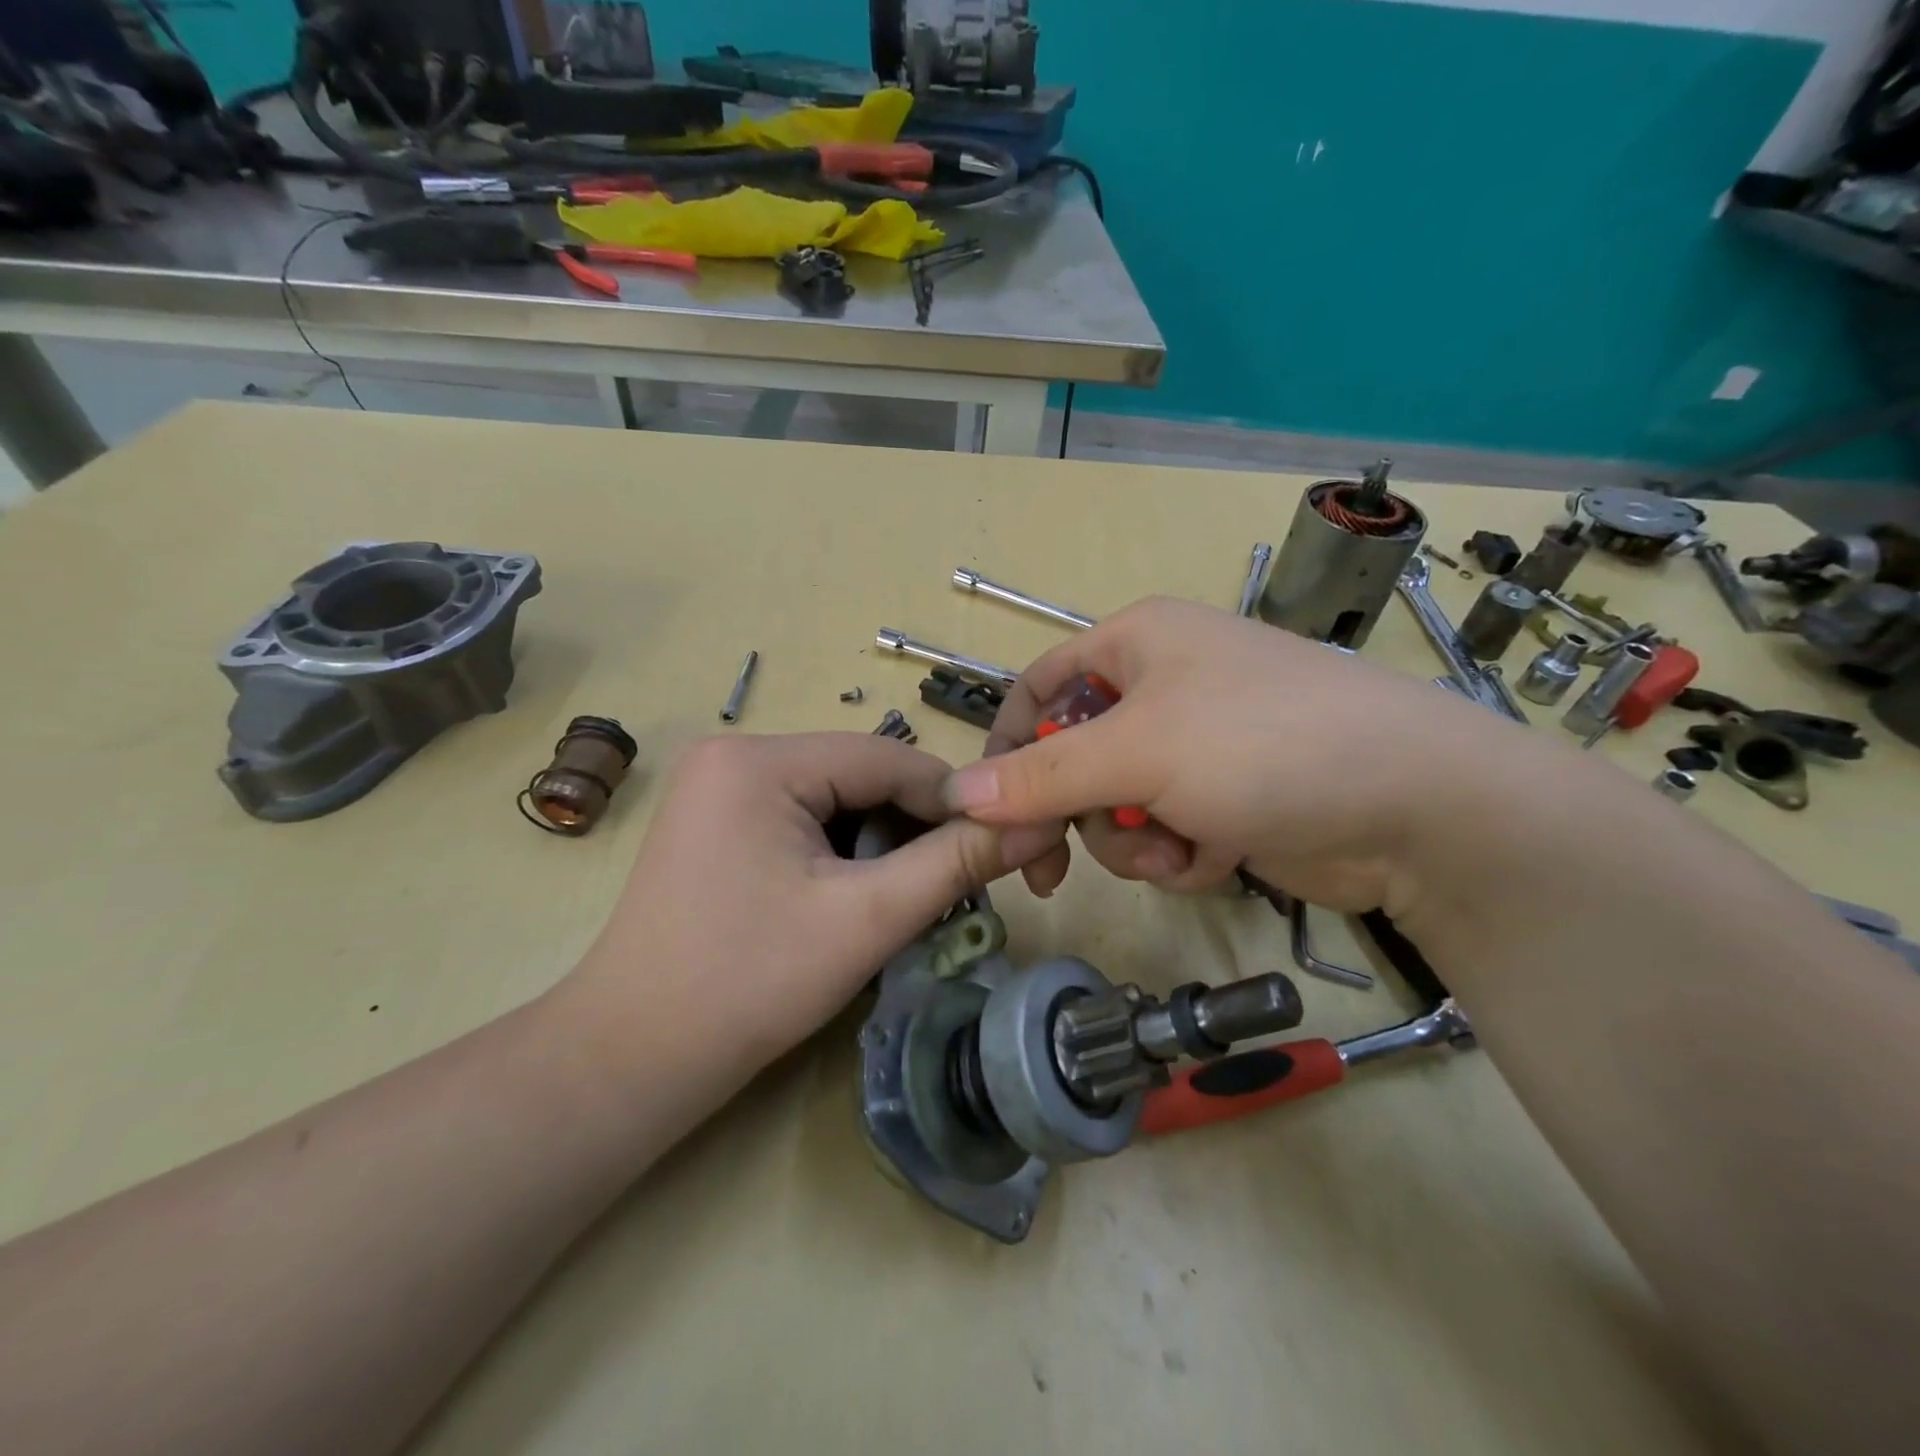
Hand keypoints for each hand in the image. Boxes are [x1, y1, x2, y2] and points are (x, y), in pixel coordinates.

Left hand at [560, 733, 1062, 1095]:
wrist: (631, 1059)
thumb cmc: (748, 985)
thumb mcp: (866, 920)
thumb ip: (955, 864)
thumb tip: (1037, 824)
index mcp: (759, 760)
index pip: (887, 757)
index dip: (952, 801)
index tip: (998, 847)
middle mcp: (734, 755)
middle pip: (860, 775)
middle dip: (913, 826)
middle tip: (953, 884)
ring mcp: (719, 788)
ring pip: (837, 798)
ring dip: (881, 842)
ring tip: (907, 896)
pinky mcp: (717, 822)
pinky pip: (805, 818)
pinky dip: (844, 851)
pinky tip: (855, 895)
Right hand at [948, 596, 1516, 912]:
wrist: (1419, 807)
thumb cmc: (1263, 746)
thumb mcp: (1137, 753)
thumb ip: (1040, 776)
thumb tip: (956, 795)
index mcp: (1135, 644)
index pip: (1037, 688)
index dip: (1007, 746)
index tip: (990, 810)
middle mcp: (1162, 687)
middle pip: (1072, 757)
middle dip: (1079, 813)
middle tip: (1059, 865)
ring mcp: (1197, 746)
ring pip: (1116, 805)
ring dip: (1134, 840)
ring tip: (1178, 849)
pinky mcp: (1226, 798)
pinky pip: (1164, 831)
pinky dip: (1178, 854)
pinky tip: (1215, 858)